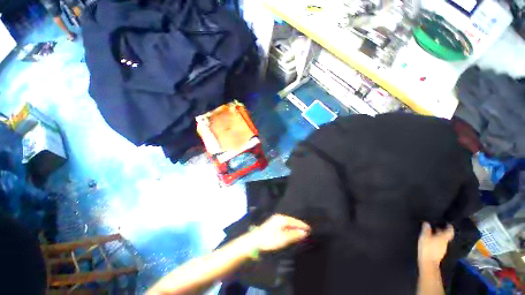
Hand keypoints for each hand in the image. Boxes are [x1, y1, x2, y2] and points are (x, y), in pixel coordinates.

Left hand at [252, 214, 310, 251]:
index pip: (295, 221)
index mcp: (282, 219)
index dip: (302, 225)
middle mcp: (279, 217)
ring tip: (301, 231)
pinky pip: (284, 224)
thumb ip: (293, 235)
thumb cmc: (269, 240)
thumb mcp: (283, 239)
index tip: (309, 229)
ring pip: (288, 222)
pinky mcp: (273, 223)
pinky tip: (291, 231)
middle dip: (299, 225)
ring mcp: (275, 219)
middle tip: (306, 231)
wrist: (254, 241)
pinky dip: (289, 227)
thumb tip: (304, 233)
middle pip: (292, 221)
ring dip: (294, 227)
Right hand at [418, 222, 453, 267]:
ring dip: (439, 236)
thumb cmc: (427, 248)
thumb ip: (426, 229)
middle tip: (436, 226)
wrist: (428, 263)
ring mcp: (443, 248)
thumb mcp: (424, 237)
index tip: (447, 222)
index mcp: (443, 238)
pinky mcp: (439, 253)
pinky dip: (437, 241)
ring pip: (443, 240)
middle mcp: (445, 242)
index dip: (449, 226)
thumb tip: (427, 222)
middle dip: (442, 231)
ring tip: (432, 233)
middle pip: (446, 235)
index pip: (450, 230)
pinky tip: (431, 241)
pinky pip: (440, 244)